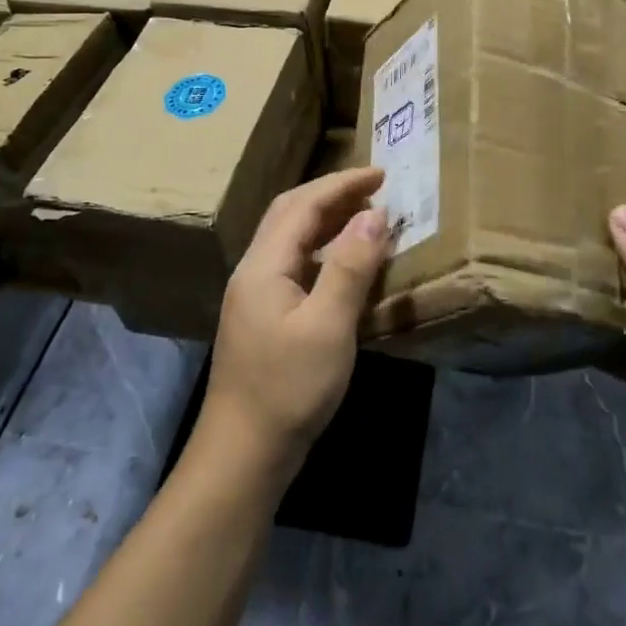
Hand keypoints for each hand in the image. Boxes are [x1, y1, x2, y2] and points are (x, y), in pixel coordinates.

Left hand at [195, 166, 389, 488]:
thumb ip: (351, 266)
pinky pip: (296, 265)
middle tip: (375, 189)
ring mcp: (257, 295)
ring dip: (328, 221)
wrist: (243, 453)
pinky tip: (346, 265)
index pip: (303, 204)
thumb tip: (375, 214)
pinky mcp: (265, 317)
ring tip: (366, 217)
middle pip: (291, 214)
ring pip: (292, 240)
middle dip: (332, 195)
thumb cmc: (289, 387)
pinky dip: (324, 252)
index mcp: (264, 264)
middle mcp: (255, 270)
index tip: (381, 173)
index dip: (342, 184)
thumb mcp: (329, 325)